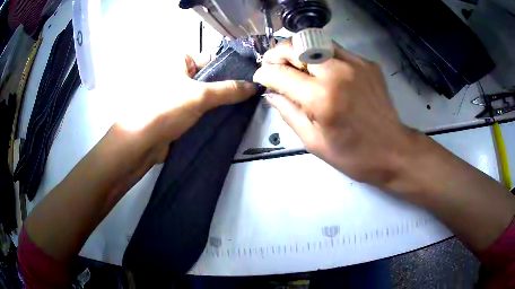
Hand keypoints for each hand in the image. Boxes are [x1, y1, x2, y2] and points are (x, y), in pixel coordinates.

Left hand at [115, 55, 256, 163]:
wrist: (142, 143)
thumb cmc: (166, 109)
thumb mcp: (200, 95)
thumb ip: (229, 90)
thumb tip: (253, 87)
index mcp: (181, 61)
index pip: (213, 58)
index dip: (233, 67)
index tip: (254, 77)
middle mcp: (180, 75)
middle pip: (212, 78)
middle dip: (231, 88)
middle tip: (254, 95)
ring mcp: (181, 96)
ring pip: (209, 97)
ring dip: (224, 104)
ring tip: (248, 108)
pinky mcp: (181, 114)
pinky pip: (203, 111)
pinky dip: (215, 115)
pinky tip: (232, 119)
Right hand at [253, 42, 417, 189]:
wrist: (393, 150)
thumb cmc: (353, 155)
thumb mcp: (313, 142)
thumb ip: (288, 113)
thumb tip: (271, 94)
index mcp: (322, 98)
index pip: (280, 73)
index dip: (264, 73)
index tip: (260, 77)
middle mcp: (338, 72)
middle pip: (297, 46)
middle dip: (277, 53)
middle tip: (273, 65)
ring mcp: (356, 64)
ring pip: (316, 42)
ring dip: (299, 51)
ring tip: (295, 66)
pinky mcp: (367, 63)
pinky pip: (337, 51)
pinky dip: (322, 57)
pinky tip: (323, 72)